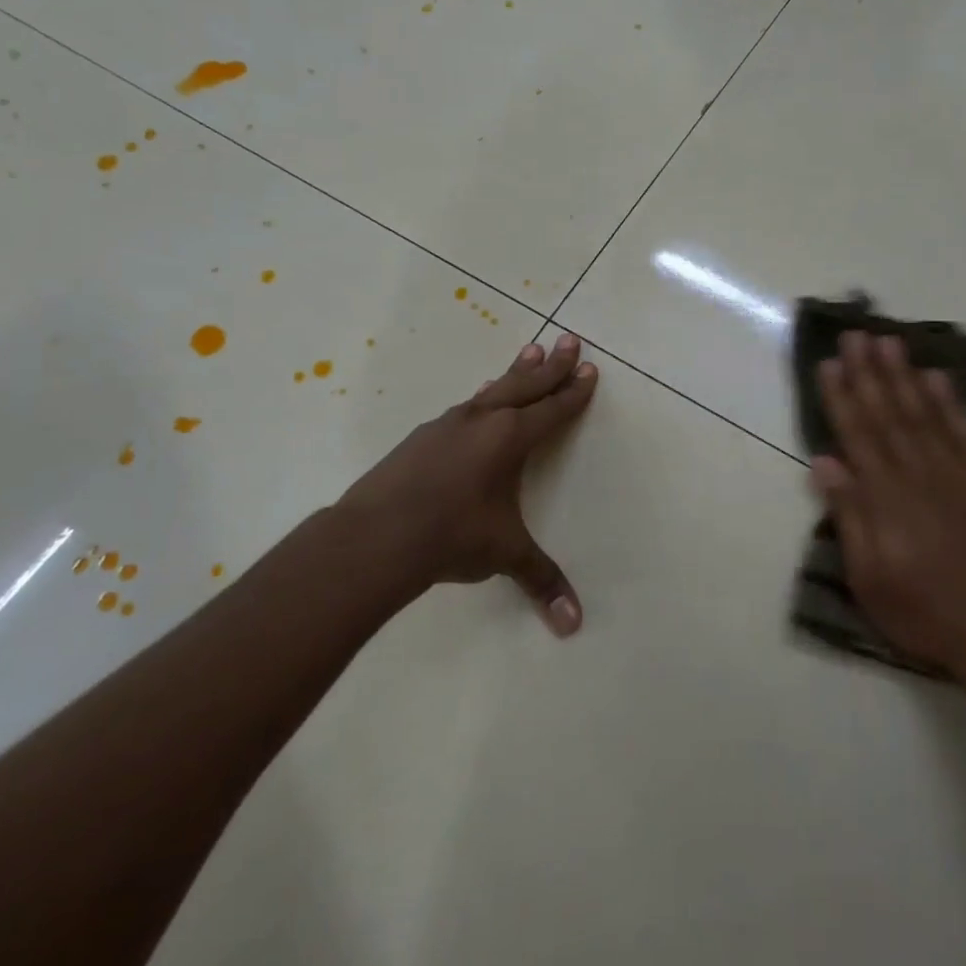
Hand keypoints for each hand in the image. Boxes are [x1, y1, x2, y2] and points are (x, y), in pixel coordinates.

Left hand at [335, 333, 598, 635]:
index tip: (591, 370)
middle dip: (553, 364)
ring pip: (492, 390)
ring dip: (515, 372)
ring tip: (530, 351)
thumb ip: (540, 580)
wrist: (375, 536)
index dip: (574, 391)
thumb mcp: (504, 554)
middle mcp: (482, 421)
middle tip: (570, 339)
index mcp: (510, 439)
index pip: (552, 409)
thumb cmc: (451, 537)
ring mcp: (448, 424)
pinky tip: (478, 399)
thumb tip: (573, 625)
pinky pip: (465, 407)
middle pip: (526, 384)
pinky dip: (482, 397)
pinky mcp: (422, 437)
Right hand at [810, 331, 965, 680]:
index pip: (857, 435)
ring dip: (904, 376)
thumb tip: (824, 462)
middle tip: (856, 334)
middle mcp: (919, 474)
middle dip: (869, 372)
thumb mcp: (869, 577)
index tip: (829, 363)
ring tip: (890, 342)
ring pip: (924, 414)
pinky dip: (950, 403)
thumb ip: (849, 516)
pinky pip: (964, 433)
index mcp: (886, 498)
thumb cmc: (923, 612)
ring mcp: (956, 475)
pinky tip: (937, 378)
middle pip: (888, 414)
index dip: (841, 397)